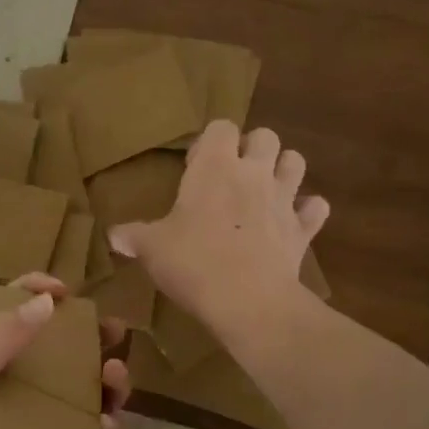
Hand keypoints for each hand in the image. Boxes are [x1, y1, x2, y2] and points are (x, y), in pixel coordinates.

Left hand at [0, 271, 131, 428]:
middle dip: (96, 341)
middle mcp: (21, 396)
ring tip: (116, 382)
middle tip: (115, 334)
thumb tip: (49, 300)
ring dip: (111, 385)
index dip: (42, 298)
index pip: (21, 320)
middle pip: (68, 358)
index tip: (68, 291)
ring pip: (91, 400)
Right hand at [108, 121, 328, 336]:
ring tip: (265, 190)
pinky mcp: (302, 230)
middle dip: (252, 148)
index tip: (195, 167)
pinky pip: (315, 209)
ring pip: (296, 162)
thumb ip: (133, 236)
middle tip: (232, 175)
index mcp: (215, 168)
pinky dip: (307, 211)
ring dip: (283, 169)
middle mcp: (254, 173)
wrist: (248, 301)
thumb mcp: (152, 249)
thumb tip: (112, 236)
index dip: (209, 141)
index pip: (220, 127)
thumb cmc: (194, 263)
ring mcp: (284, 199)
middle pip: (266, 136)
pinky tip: (293, 222)